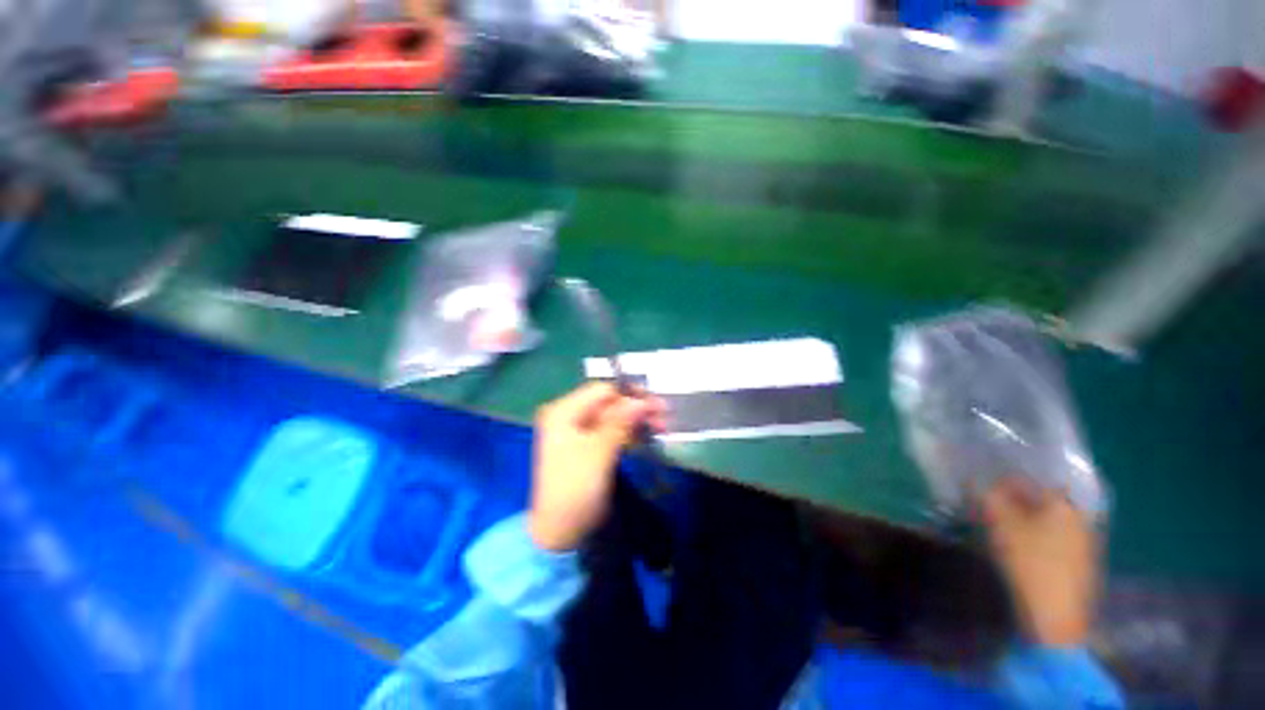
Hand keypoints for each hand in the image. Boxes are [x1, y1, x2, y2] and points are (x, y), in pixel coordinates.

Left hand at [528, 382, 666, 551]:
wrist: (560, 532)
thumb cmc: (576, 488)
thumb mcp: (599, 452)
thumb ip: (620, 422)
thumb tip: (642, 400)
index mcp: (563, 411)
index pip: (602, 391)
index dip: (630, 395)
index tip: (656, 404)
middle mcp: (569, 415)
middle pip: (609, 402)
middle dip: (636, 408)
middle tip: (664, 417)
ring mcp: (578, 431)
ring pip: (613, 416)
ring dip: (637, 419)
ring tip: (662, 427)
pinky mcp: (588, 445)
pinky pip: (612, 430)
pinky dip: (630, 432)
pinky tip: (647, 435)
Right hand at [982, 479, 1098, 647]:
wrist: (1055, 618)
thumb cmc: (1029, 563)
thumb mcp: (1000, 526)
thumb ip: (988, 497)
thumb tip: (977, 479)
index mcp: (1065, 504)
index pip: (1031, 479)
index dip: (1003, 479)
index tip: (982, 485)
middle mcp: (1080, 517)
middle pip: (1041, 499)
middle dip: (1013, 499)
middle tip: (987, 505)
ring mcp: (1084, 542)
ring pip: (1047, 519)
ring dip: (1023, 518)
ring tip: (999, 525)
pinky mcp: (1080, 562)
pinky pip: (1054, 536)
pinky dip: (1035, 534)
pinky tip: (1018, 545)